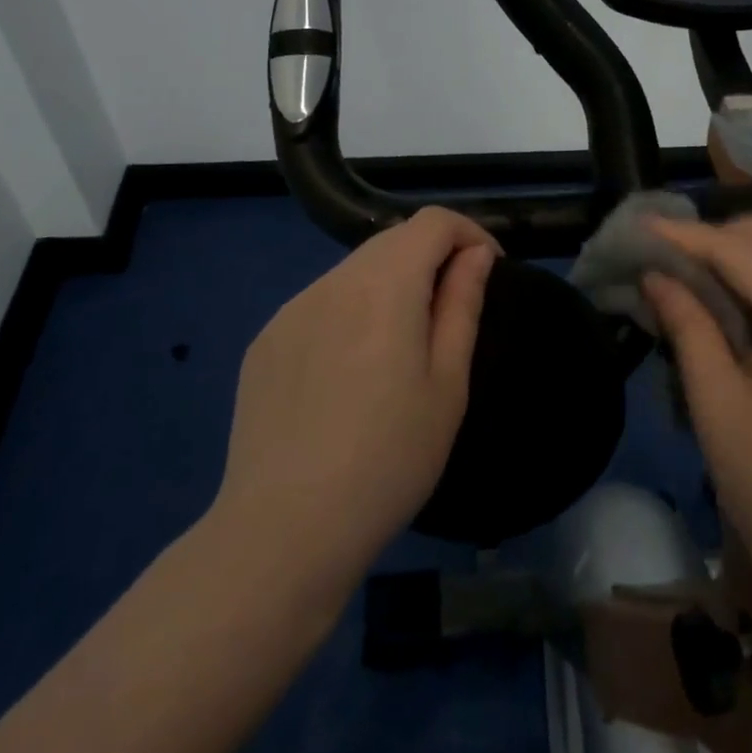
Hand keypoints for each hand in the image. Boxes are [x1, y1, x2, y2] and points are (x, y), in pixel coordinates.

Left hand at [206, 208, 497, 614]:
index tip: (487, 273)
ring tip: (399, 351)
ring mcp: (290, 310)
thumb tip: (475, 255)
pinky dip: (349, 314)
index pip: (432, 222)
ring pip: (354, 272)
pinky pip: (319, 305)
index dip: (468, 234)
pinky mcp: (264, 342)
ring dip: (389, 287)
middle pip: (391, 241)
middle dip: (430, 259)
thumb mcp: (447, 384)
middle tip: (450, 315)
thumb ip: (462, 304)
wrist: (284, 531)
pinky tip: (348, 376)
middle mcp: (332, 282)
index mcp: (383, 285)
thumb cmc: (389, 459)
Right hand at [644, 214, 751, 631]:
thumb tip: (657, 276)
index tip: (641, 227)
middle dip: (728, 230)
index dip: (685, 235)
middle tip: (680, 253)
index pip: (739, 251)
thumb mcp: (716, 404)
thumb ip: (688, 327)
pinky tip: (737, 306)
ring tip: (700, 274)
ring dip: (751, 250)